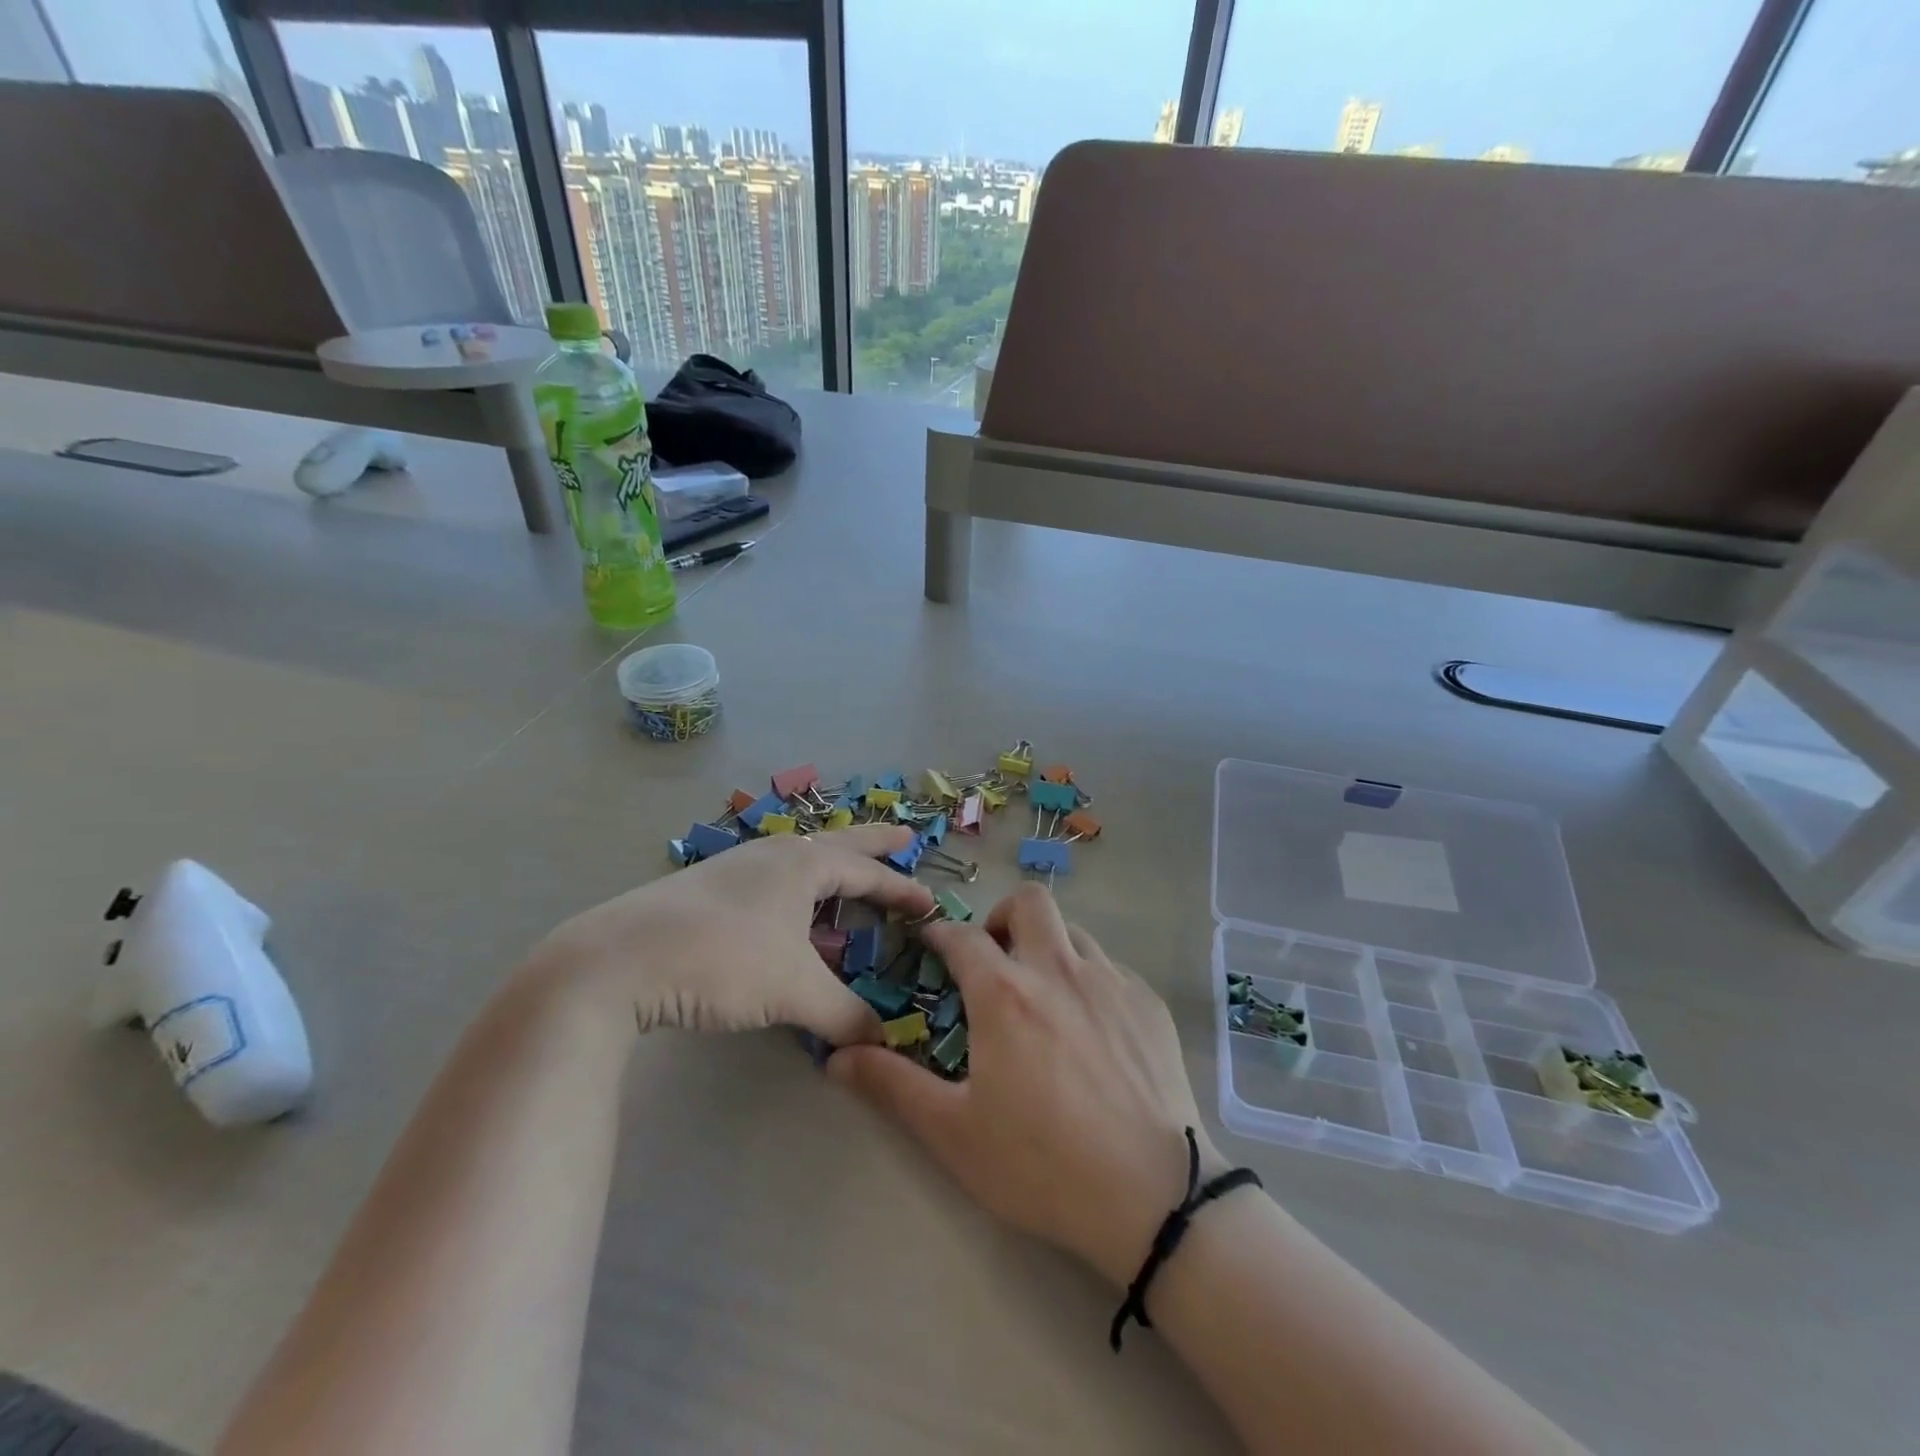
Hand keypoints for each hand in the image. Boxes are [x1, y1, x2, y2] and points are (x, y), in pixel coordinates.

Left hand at [525, 825, 934, 1043]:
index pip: (867, 872)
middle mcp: (772, 855)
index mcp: (802, 864)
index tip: (930, 902)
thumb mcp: (793, 990)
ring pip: (797, 862)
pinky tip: (784, 916)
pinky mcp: (704, 890)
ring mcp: (734, 868)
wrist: (618, 960)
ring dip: (829, 870)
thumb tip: (880, 1039)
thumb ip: (844, 1015)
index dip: (902, 888)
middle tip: (903, 836)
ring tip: (844, 881)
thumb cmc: (722, 959)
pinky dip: (794, 893)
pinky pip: (769, 882)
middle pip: (836, 844)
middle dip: (873, 844)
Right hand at [828, 886, 1223, 1288]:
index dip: (939, 933)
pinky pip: (1109, 967)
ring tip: (1041, 994)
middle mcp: (1058, 969)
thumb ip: (892, 1086)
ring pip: (1073, 931)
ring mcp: (1110, 981)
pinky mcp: (1148, 1002)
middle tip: (994, 959)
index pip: (962, 937)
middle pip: (1029, 902)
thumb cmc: (1042, 1165)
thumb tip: (835, 1057)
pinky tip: (1090, 1028)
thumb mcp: (954, 1134)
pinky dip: (1087, 978)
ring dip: (1048, 946)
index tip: (930, 943)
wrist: (1156, 1198)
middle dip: (1002, 916)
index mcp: (1005, 994)